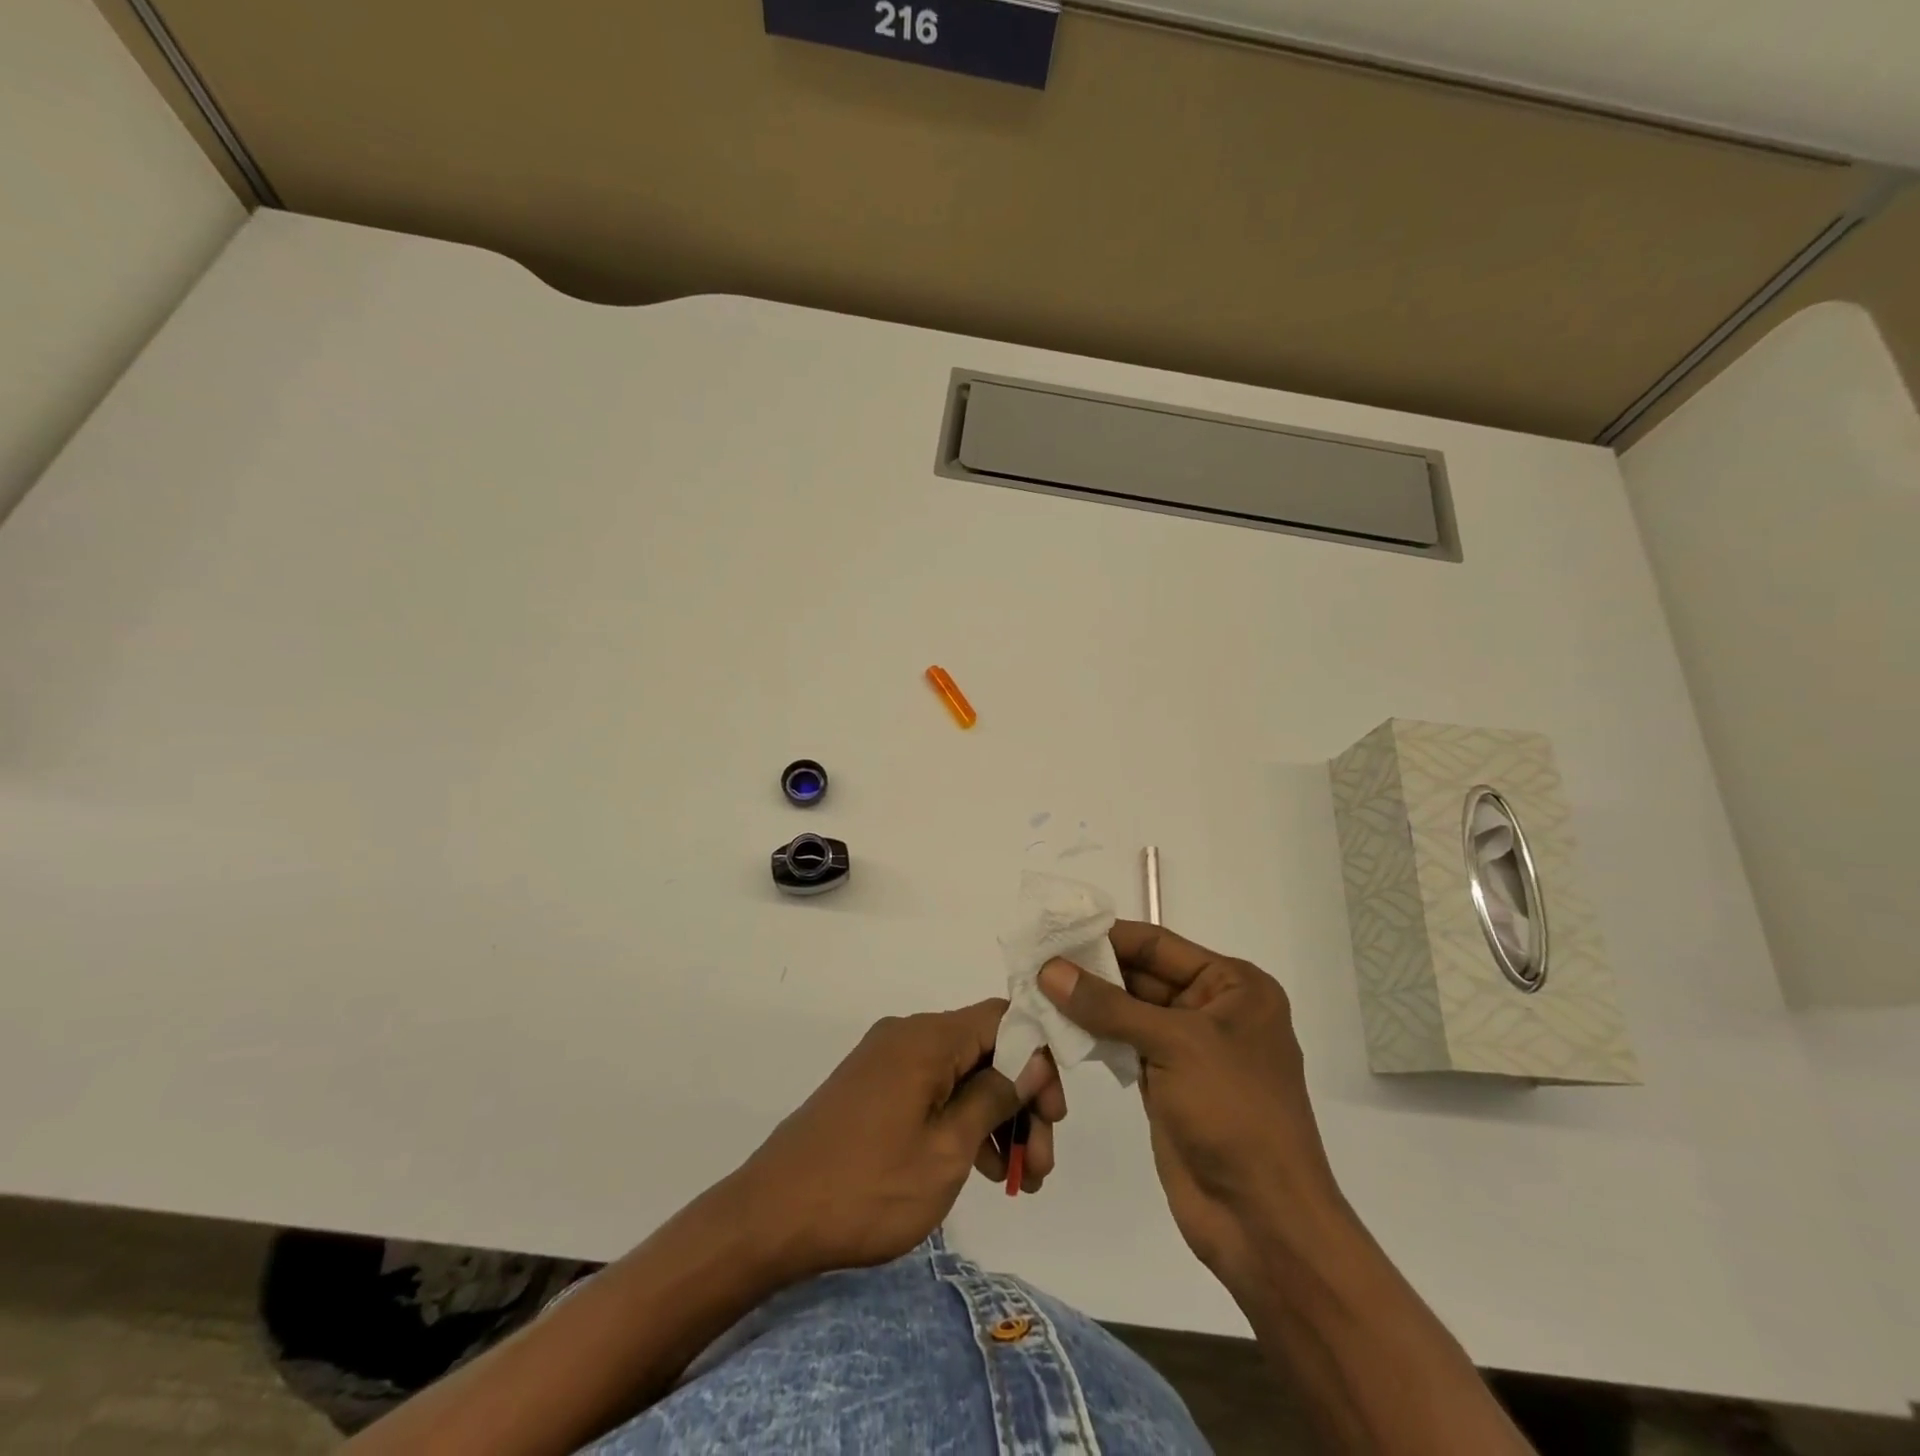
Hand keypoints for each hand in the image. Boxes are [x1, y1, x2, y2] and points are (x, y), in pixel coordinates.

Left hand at [729, 998, 1066, 1277]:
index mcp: (927, 1037)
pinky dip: (960, 1121)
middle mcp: (908, 1035)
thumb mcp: (946, 1149)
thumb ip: (994, 1096)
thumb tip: (1032, 1058)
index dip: (1039, 1058)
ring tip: (1017, 1179)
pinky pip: (932, 1090)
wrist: (770, 1217)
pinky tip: (980, 1169)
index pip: (1004, 1019)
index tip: (1053, 1114)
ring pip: (961, 1074)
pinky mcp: (873, 1088)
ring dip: (995, 1118)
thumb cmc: (867, 1186)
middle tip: (1041, 1164)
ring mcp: (887, 1061)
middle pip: (985, 1049)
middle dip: (1021, 1101)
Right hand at [1037, 923, 1345, 1281]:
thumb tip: (1049, 969)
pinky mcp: (1166, 1083)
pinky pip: (1124, 1045)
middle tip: (1035, 961)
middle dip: (1091, 970)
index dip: (1107, 936)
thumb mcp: (1174, 1044)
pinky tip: (1056, 1027)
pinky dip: (1093, 1036)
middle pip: (1142, 975)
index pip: (1159, 945)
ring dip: (1087, 1003)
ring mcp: (1188, 1049)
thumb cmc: (1233, 1113)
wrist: (1262, 1221)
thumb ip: (1108, 1005)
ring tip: (1035, 989)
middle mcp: (1213, 1009)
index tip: (1055, 931)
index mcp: (1234, 986)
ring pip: (1128, 1011)